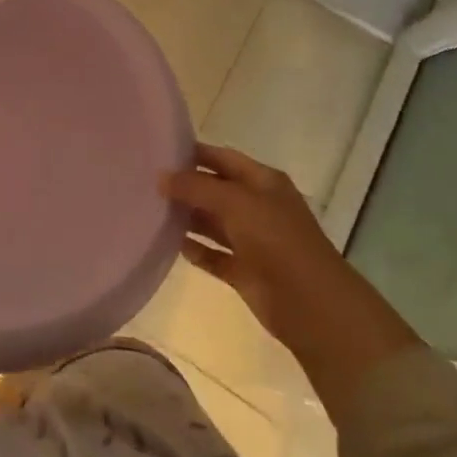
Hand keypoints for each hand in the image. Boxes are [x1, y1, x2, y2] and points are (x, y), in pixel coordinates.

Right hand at [162, 143, 421, 422]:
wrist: (313, 306)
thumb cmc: (277, 241)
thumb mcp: (235, 203)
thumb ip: (196, 187)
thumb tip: (161, 177)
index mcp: (262, 182)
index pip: (221, 157)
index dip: (192, 152)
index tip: (156, 150)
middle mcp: (256, 206)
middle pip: (214, 189)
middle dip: (184, 185)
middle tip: (143, 180)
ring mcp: (251, 240)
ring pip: (211, 221)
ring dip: (185, 216)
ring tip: (147, 208)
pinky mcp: (244, 271)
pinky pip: (212, 254)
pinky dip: (193, 249)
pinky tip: (166, 243)